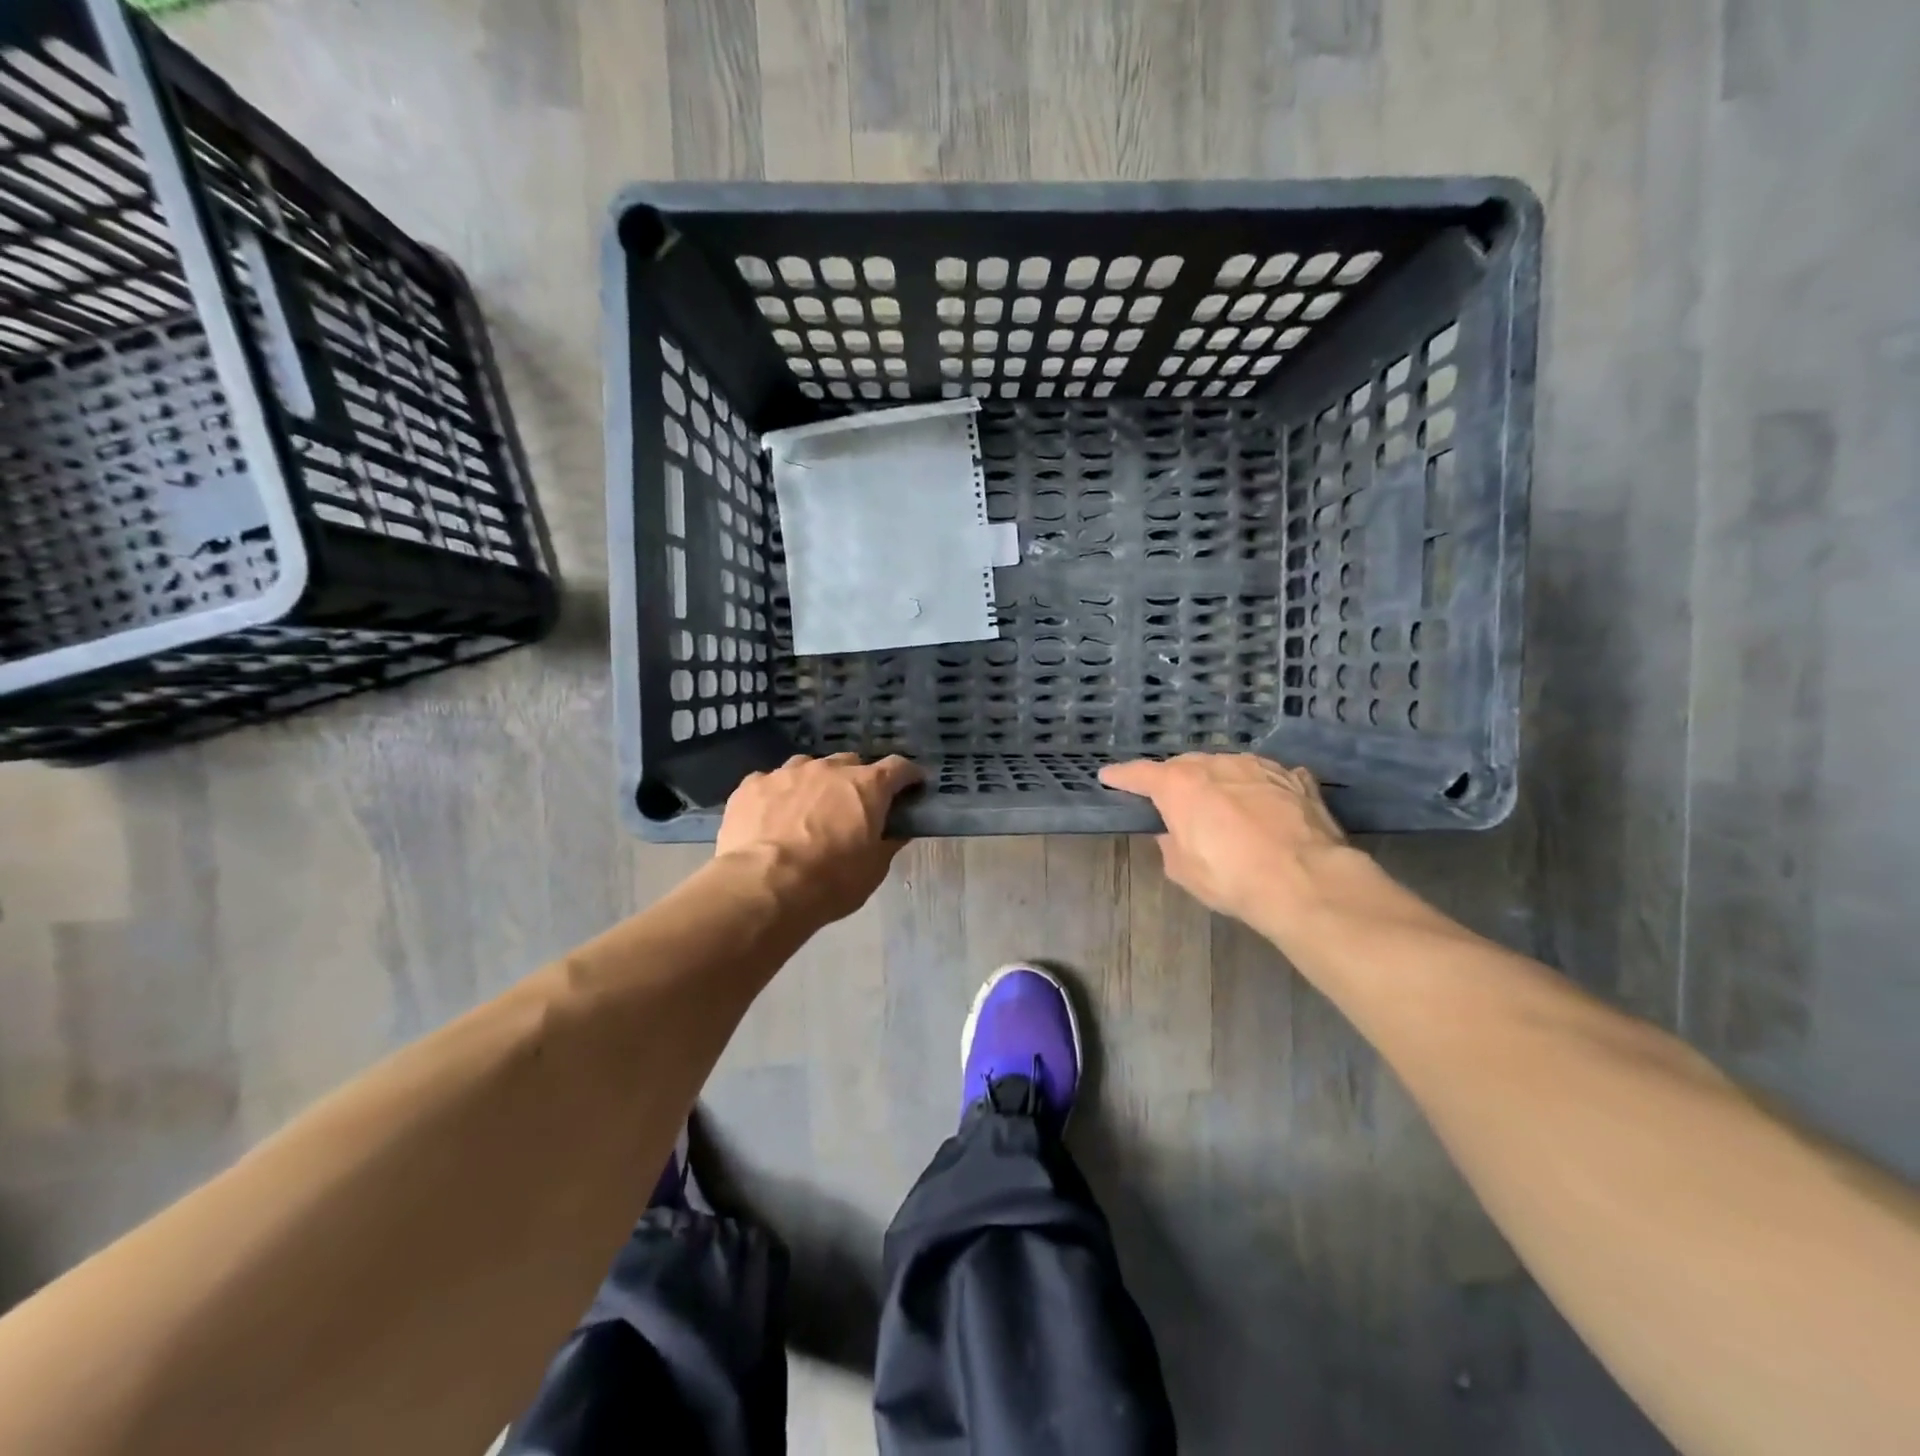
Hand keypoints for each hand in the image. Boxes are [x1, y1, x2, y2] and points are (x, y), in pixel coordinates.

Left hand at [716, 753, 921, 922]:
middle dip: (856, 780)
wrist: (764, 888)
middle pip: (850, 763)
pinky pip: (770, 782)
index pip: (898, 768)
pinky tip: (770, 817)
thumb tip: (897, 830)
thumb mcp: (873, 869)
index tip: (911, 787)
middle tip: (852, 807)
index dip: (907, 776)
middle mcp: (829, 769)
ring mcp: (787, 772)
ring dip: (814, 783)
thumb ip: (887, 842)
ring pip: (808, 766)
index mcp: (867, 786)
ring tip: (807, 810)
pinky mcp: (752, 785)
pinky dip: (776, 795)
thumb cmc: (831, 882)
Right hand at [1099, 754, 1351, 929]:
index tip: (1108, 777)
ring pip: (1227, 766)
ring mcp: (1258, 766)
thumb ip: (1170, 843)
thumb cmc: (1232, 877)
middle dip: (1175, 781)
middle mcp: (1216, 764)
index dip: (1121, 777)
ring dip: (1218, 781)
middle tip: (1174, 802)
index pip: (1139, 774)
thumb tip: (1175, 833)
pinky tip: (1264, 806)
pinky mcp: (1295, 778)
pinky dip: (1258, 788)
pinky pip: (1266, 777)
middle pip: (1185, 765)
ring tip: (1222, 805)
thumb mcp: (1183, 870)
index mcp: (1179, 784)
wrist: (1306, 880)